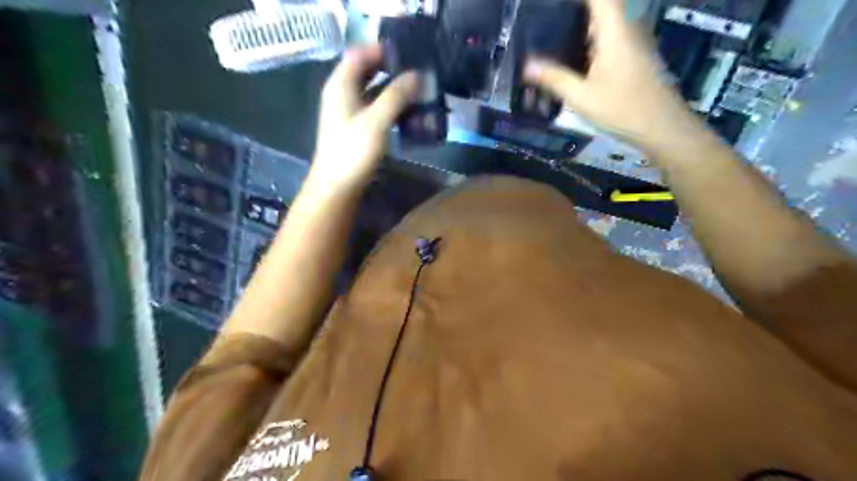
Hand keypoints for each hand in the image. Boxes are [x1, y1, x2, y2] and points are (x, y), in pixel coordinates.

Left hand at [314, 43, 420, 188]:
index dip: (382, 50)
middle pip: (367, 70)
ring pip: (372, 90)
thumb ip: (396, 95)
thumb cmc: (353, 151)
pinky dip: (390, 106)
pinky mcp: (356, 128)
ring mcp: (349, 111)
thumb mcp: (376, 121)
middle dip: (392, 69)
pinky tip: (408, 112)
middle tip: (418, 73)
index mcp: (341, 84)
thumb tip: (418, 74)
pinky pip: (375, 107)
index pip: (360, 53)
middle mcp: (343, 93)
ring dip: (393, 89)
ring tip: (418, 91)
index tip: (409, 55)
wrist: (337, 186)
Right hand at [527, 0, 706, 151]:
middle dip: (574, 12)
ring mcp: (633, 42)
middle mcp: (626, 29)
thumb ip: (554, 79)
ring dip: (582, 26)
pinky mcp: (634, 56)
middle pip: (601, 8)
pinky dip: (591, 40)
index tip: (552, 6)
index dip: (578, 0)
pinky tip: (574, 58)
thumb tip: (526, 66)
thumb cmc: (621, 109)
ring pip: (606, 23)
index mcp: (614, 31)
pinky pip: (610, 37)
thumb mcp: (582, 97)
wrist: (661, 126)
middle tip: (546, 21)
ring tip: (553, 37)